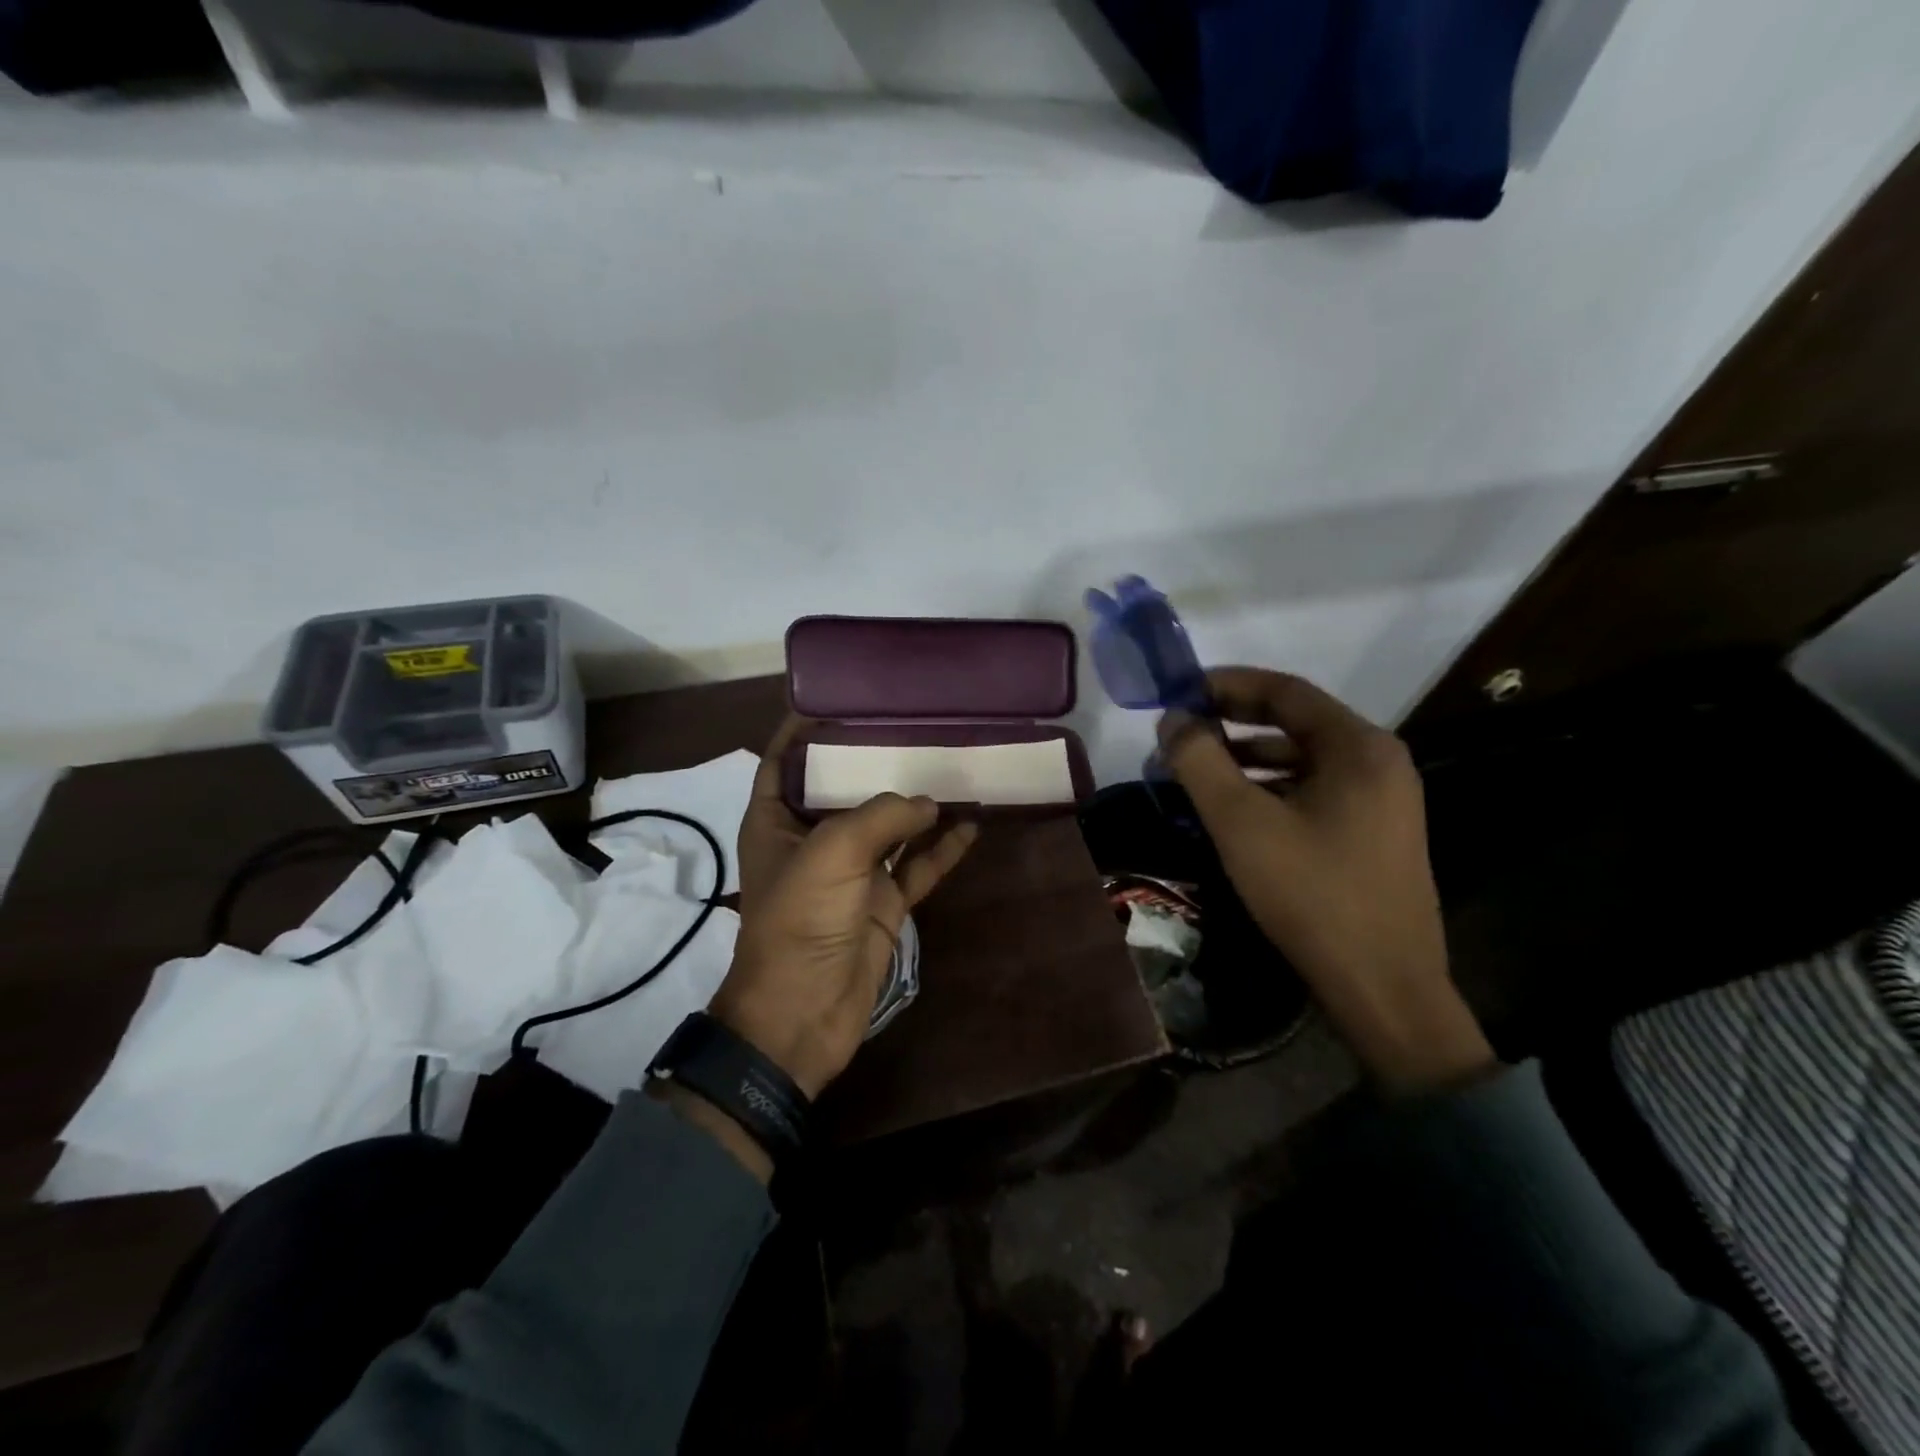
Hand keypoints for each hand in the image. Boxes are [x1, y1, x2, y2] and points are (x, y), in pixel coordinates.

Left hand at [711, 718, 980, 1099]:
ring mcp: (851, 874)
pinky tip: (973, 824)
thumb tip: (929, 803)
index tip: (840, 700)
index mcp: (776, 822)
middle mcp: (811, 841)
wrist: (804, 1014)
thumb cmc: (800, 920)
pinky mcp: (883, 904)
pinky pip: (917, 867)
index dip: (802, 730)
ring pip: (888, 827)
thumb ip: (882, 816)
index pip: (782, 762)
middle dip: (873, 759)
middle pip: (843, 789)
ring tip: (950, 765)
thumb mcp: (833, 852)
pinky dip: (942, 849)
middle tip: (912, 723)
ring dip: (917, 803)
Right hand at [1159, 669, 1493, 1092]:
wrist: (1384, 989)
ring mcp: (1382, 800)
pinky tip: (1234, 809)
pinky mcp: (1373, 834)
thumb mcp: (1242, 823)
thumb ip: (1200, 762)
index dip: (1227, 684)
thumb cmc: (1312, 894)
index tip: (1180, 690)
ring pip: (1302, 760)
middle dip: (1233, 721)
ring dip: (1247, 757)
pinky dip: (1270, 788)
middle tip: (1181, 729)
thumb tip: (1173, 720)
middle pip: (1295, 722)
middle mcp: (1379, 763)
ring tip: (1196, 769)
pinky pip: (1313, 790)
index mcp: (1359, 747)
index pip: (1285, 691)